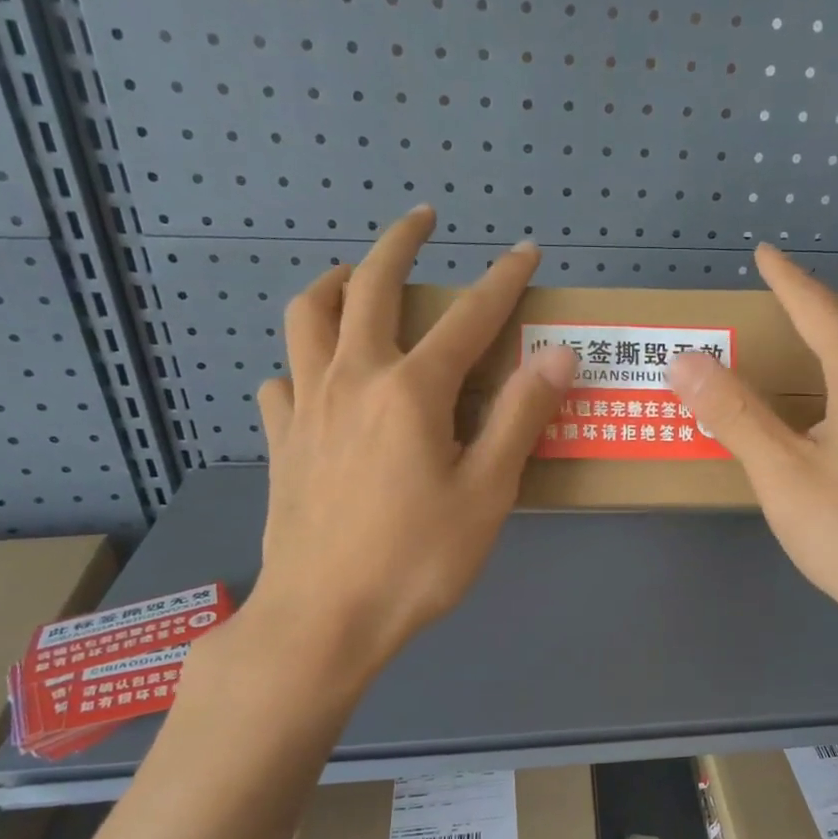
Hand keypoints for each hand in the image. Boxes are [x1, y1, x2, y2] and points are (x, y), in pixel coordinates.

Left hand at [232, 206, 576, 689]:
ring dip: (333, 283)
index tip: (525, 252)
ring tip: (353, 277)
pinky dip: (302, 362)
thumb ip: (520, 418)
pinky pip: (282, 379)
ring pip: (306, 317)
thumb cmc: (417, 561)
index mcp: (412, 390)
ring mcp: (306, 407)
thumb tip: (556, 355)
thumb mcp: (487, 493)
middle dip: (400, 242)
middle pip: (368, 286)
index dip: (502, 280)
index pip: (468, 316)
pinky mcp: (281, 441)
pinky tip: (318, 379)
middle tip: (422, 220)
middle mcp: (352, 379)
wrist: (324, 618)